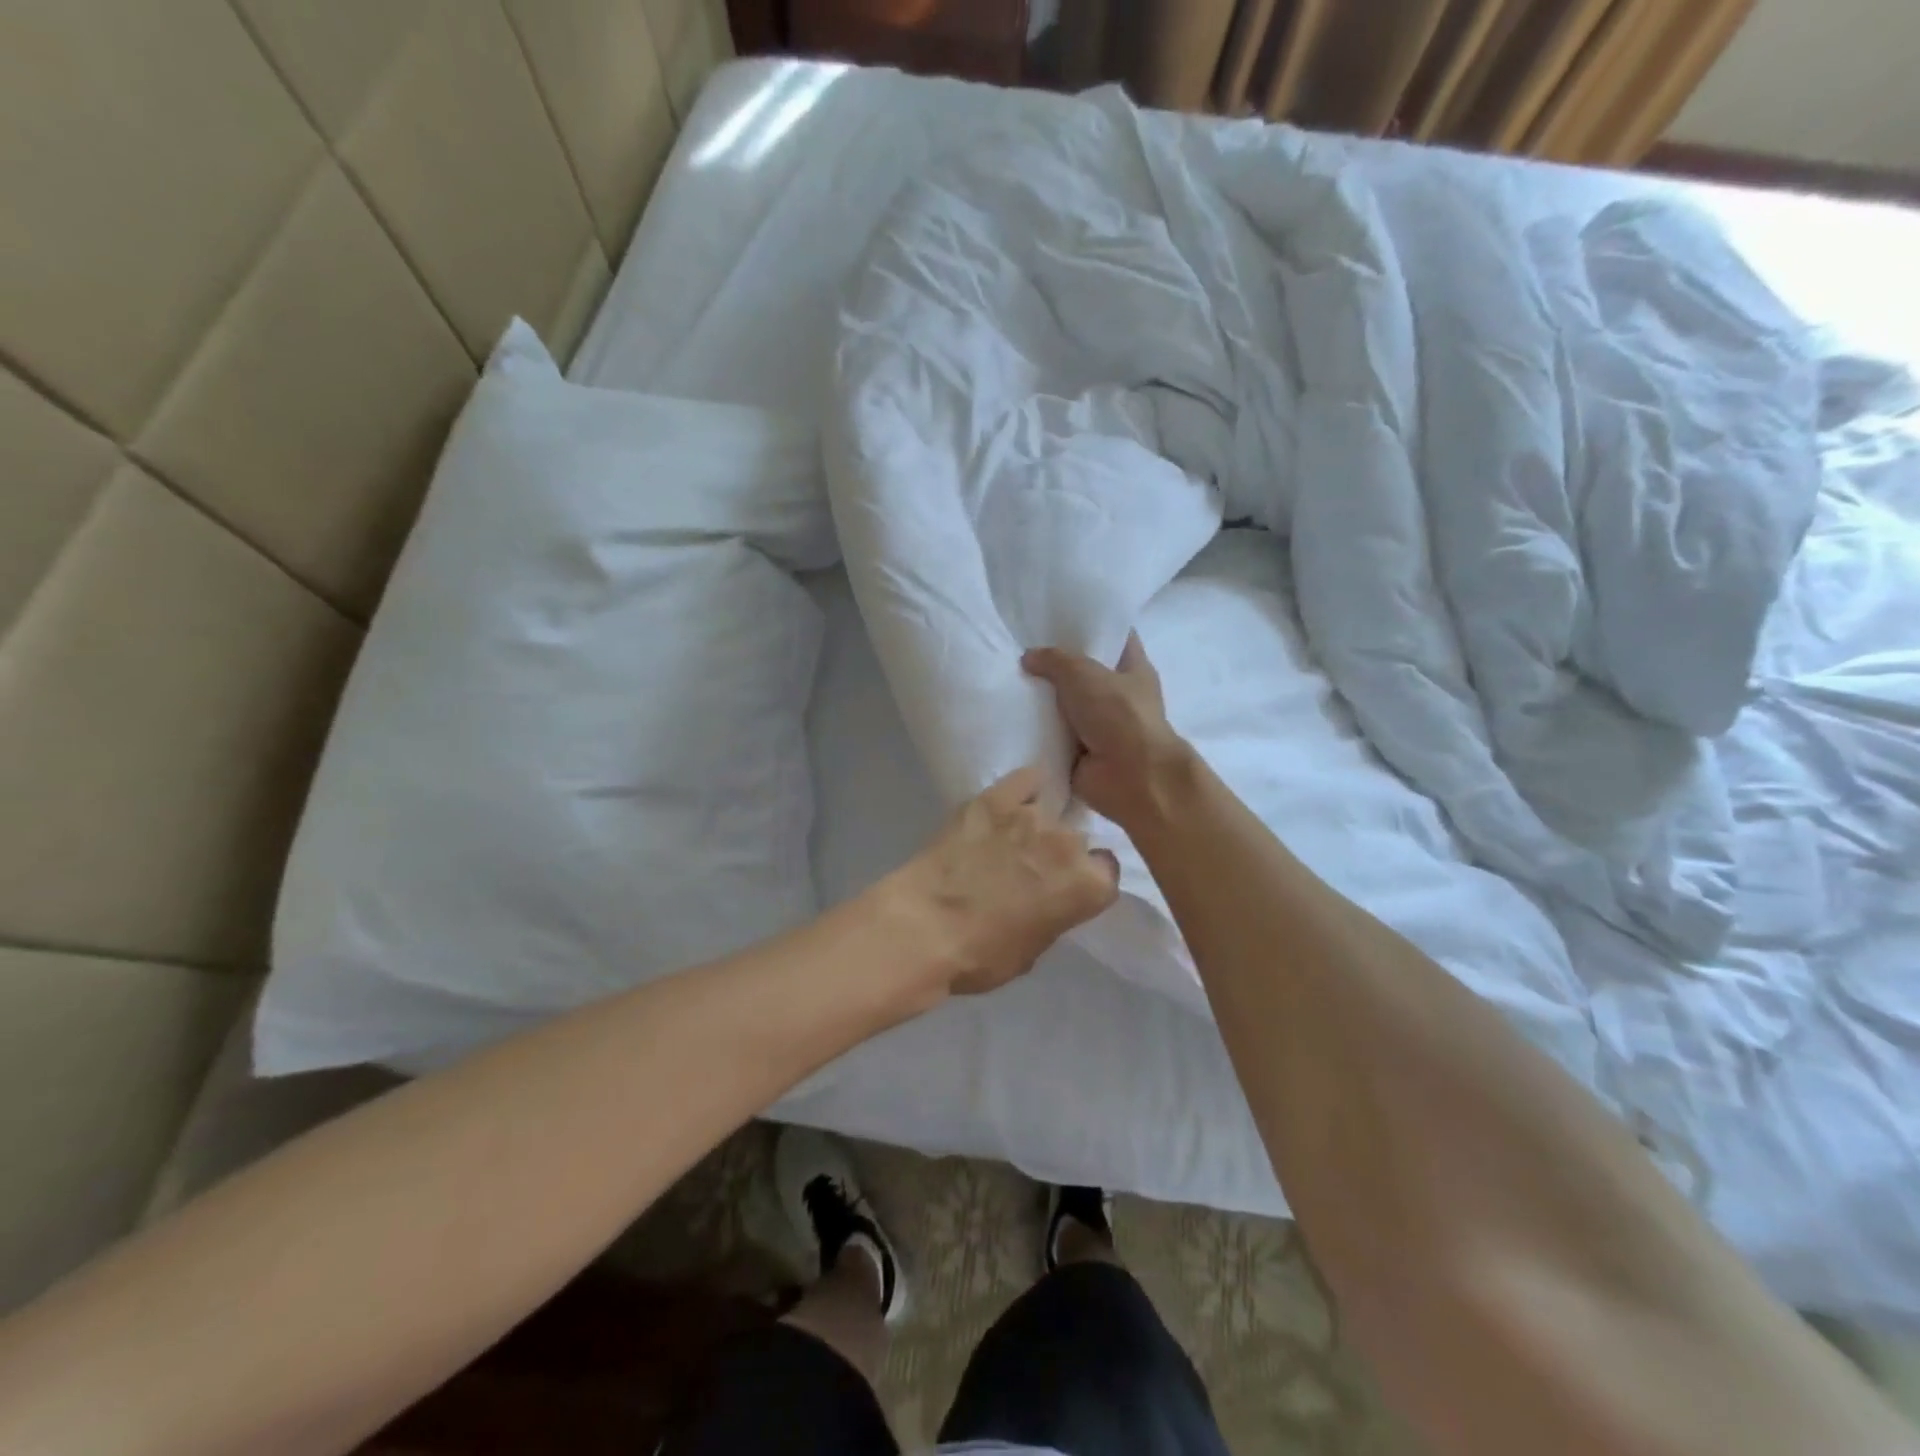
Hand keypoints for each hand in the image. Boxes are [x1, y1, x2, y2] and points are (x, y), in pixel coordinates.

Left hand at [896, 766, 1119, 994]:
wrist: (923, 928)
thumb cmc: (980, 956)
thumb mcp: (1033, 950)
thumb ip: (1054, 915)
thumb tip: (1047, 900)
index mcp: (1087, 886)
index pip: (1105, 870)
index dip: (1084, 879)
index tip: (1064, 887)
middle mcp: (1068, 843)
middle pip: (1077, 838)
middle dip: (1060, 852)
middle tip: (1031, 869)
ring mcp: (1031, 815)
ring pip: (1047, 812)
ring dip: (1034, 827)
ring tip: (1007, 841)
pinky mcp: (994, 798)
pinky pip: (1025, 779)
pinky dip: (1023, 789)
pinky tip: (1009, 803)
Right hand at [1023, 633, 1191, 829]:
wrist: (1129, 777)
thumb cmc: (1118, 715)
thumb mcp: (1083, 674)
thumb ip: (1054, 660)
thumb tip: (1029, 657)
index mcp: (1133, 670)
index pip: (1116, 638)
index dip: (1093, 625)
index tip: (1061, 616)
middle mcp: (1119, 697)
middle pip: (1084, 673)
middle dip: (1056, 664)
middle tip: (1020, 649)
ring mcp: (1100, 727)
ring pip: (1066, 706)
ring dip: (1042, 701)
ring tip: (1006, 682)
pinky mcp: (1081, 754)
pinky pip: (1053, 737)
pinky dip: (1036, 733)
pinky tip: (1008, 719)